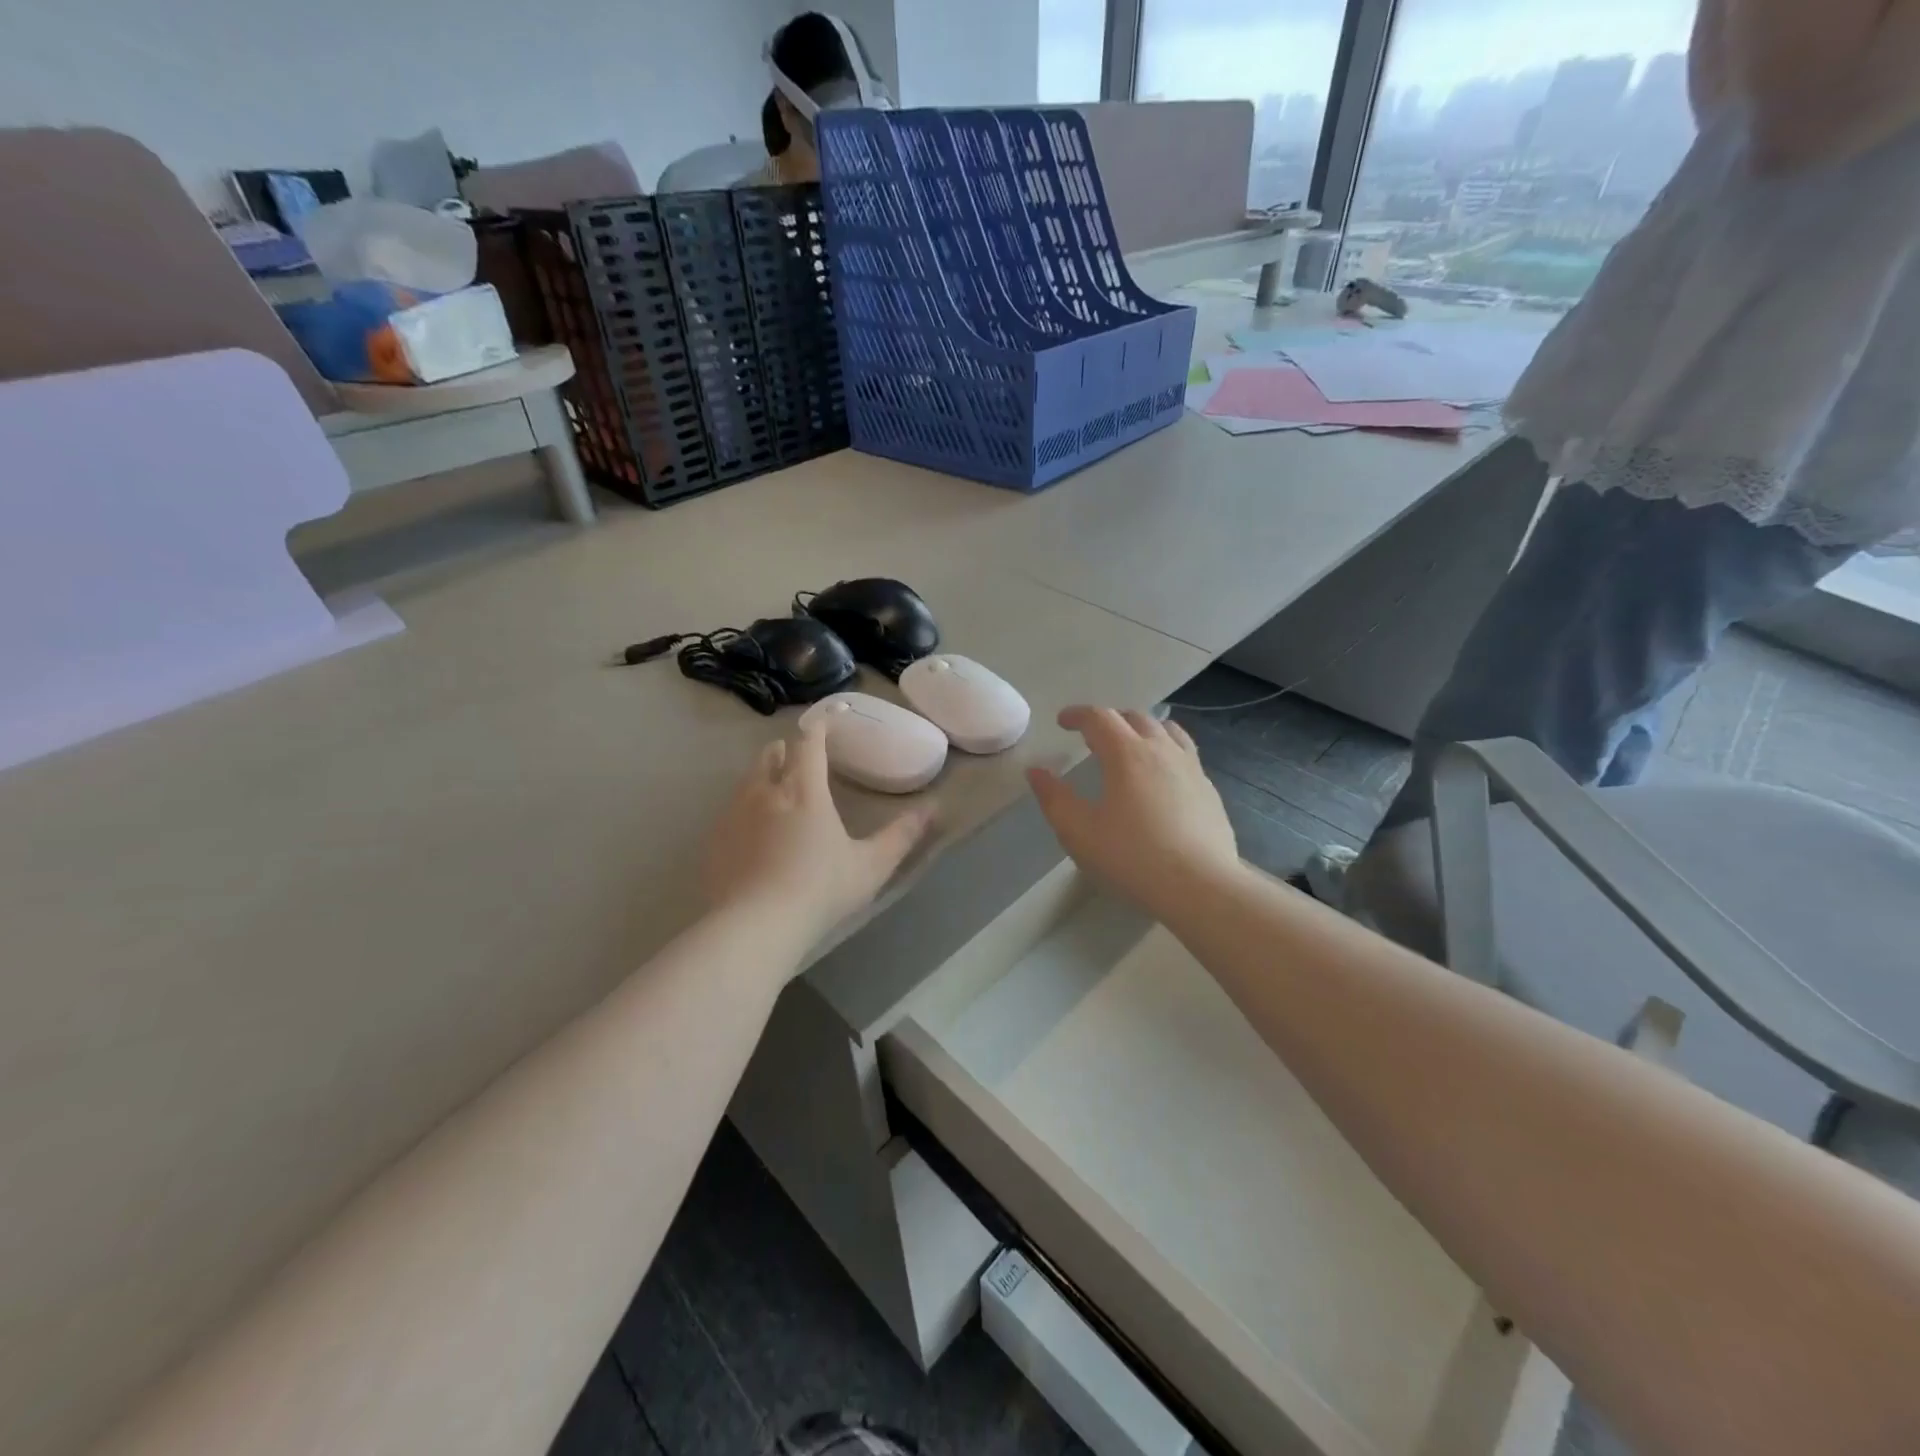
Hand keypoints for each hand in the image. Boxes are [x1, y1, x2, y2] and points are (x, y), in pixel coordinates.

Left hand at [704, 721, 935, 944]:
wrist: (755, 927)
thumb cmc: (820, 890)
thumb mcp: (871, 866)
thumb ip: (902, 835)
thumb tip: (933, 808)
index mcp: (805, 790)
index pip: (809, 743)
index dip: (819, 727)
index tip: (827, 721)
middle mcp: (766, 792)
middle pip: (771, 755)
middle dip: (785, 750)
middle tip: (798, 758)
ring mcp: (734, 815)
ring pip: (747, 781)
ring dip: (763, 777)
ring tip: (775, 791)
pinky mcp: (715, 840)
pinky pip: (729, 812)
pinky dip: (743, 811)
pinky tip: (750, 834)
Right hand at [1027, 707, 1238, 918]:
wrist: (1200, 887)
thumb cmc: (1132, 858)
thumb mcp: (1079, 832)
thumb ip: (1054, 798)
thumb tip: (1036, 771)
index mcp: (1127, 753)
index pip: (1099, 717)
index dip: (1077, 714)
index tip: (1062, 721)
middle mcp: (1162, 750)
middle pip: (1135, 717)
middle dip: (1109, 719)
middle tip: (1092, 735)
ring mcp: (1191, 768)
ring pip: (1167, 730)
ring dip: (1142, 729)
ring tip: (1130, 745)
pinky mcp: (1209, 790)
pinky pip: (1185, 754)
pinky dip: (1166, 751)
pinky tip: (1161, 777)